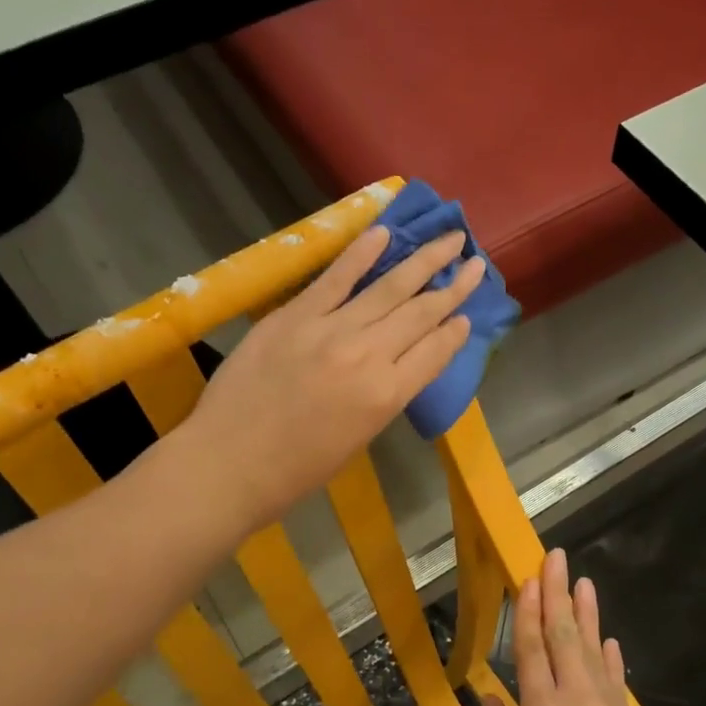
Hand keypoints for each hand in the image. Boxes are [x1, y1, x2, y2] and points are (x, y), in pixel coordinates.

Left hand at [184, 225, 484, 527]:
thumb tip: (393, 366)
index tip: (468, 314)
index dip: (455, 332)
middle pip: (419, 314)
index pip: (434, 353)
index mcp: (386, 397)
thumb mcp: (356, 440)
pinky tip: (384, 234)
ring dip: (422, 261)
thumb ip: (380, 398)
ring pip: (387, 288)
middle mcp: (368, 357)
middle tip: (476, 263)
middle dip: (453, 287)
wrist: (228, 464)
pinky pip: (334, 279)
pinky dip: (360, 254)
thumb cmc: (295, 471)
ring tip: (450, 238)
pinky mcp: (293, 316)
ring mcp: (330, 331)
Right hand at [481, 548, 672, 705]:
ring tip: (584, 581)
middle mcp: (575, 696)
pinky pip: (616, 677)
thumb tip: (488, 697)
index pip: (532, 648)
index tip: (529, 577)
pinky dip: (611, 655)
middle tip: (556, 557)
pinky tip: (610, 638)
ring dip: (588, 612)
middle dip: (558, 592)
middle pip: (565, 634)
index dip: (529, 611)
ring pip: (594, 647)